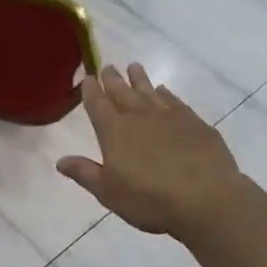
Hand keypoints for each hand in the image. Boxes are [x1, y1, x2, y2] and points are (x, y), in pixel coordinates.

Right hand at [57, 64, 243, 237]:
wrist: (206, 199)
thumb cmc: (151, 200)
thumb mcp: (110, 192)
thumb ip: (85, 173)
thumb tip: (60, 160)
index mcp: (114, 131)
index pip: (98, 104)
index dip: (91, 90)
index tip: (87, 77)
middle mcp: (139, 116)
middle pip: (122, 92)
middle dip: (112, 79)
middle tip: (107, 67)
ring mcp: (169, 116)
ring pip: (149, 91)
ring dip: (139, 79)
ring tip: (134, 67)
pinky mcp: (194, 123)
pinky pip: (175, 101)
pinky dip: (166, 94)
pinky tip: (164, 91)